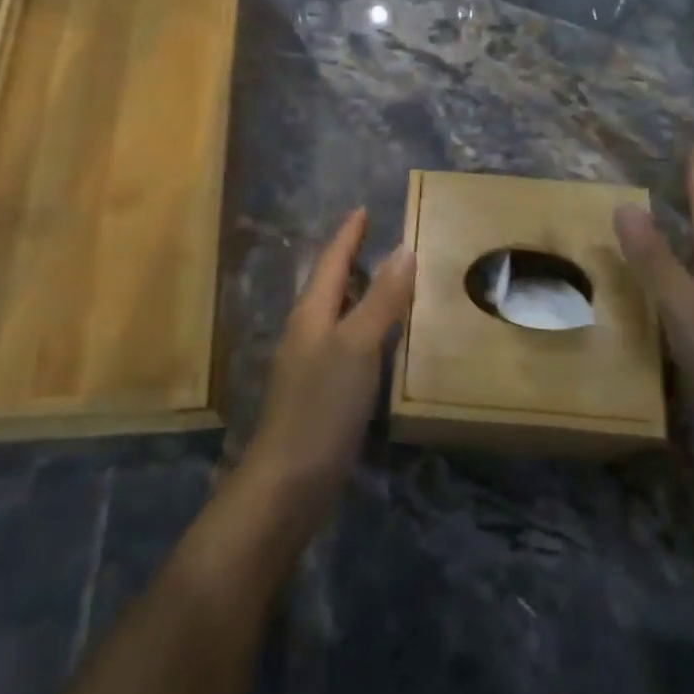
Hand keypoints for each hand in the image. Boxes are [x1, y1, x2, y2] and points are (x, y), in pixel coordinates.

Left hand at [244, 209, 415, 509]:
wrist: (288, 483)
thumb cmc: (321, 406)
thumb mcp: (357, 346)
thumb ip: (381, 299)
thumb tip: (405, 249)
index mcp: (311, 314)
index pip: (331, 262)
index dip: (348, 235)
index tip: (363, 210)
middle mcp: (307, 332)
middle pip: (330, 285)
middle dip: (352, 260)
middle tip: (380, 240)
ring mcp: (310, 365)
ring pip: (338, 316)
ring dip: (360, 295)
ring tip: (387, 282)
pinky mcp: (320, 394)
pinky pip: (346, 346)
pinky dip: (365, 330)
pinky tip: (383, 343)